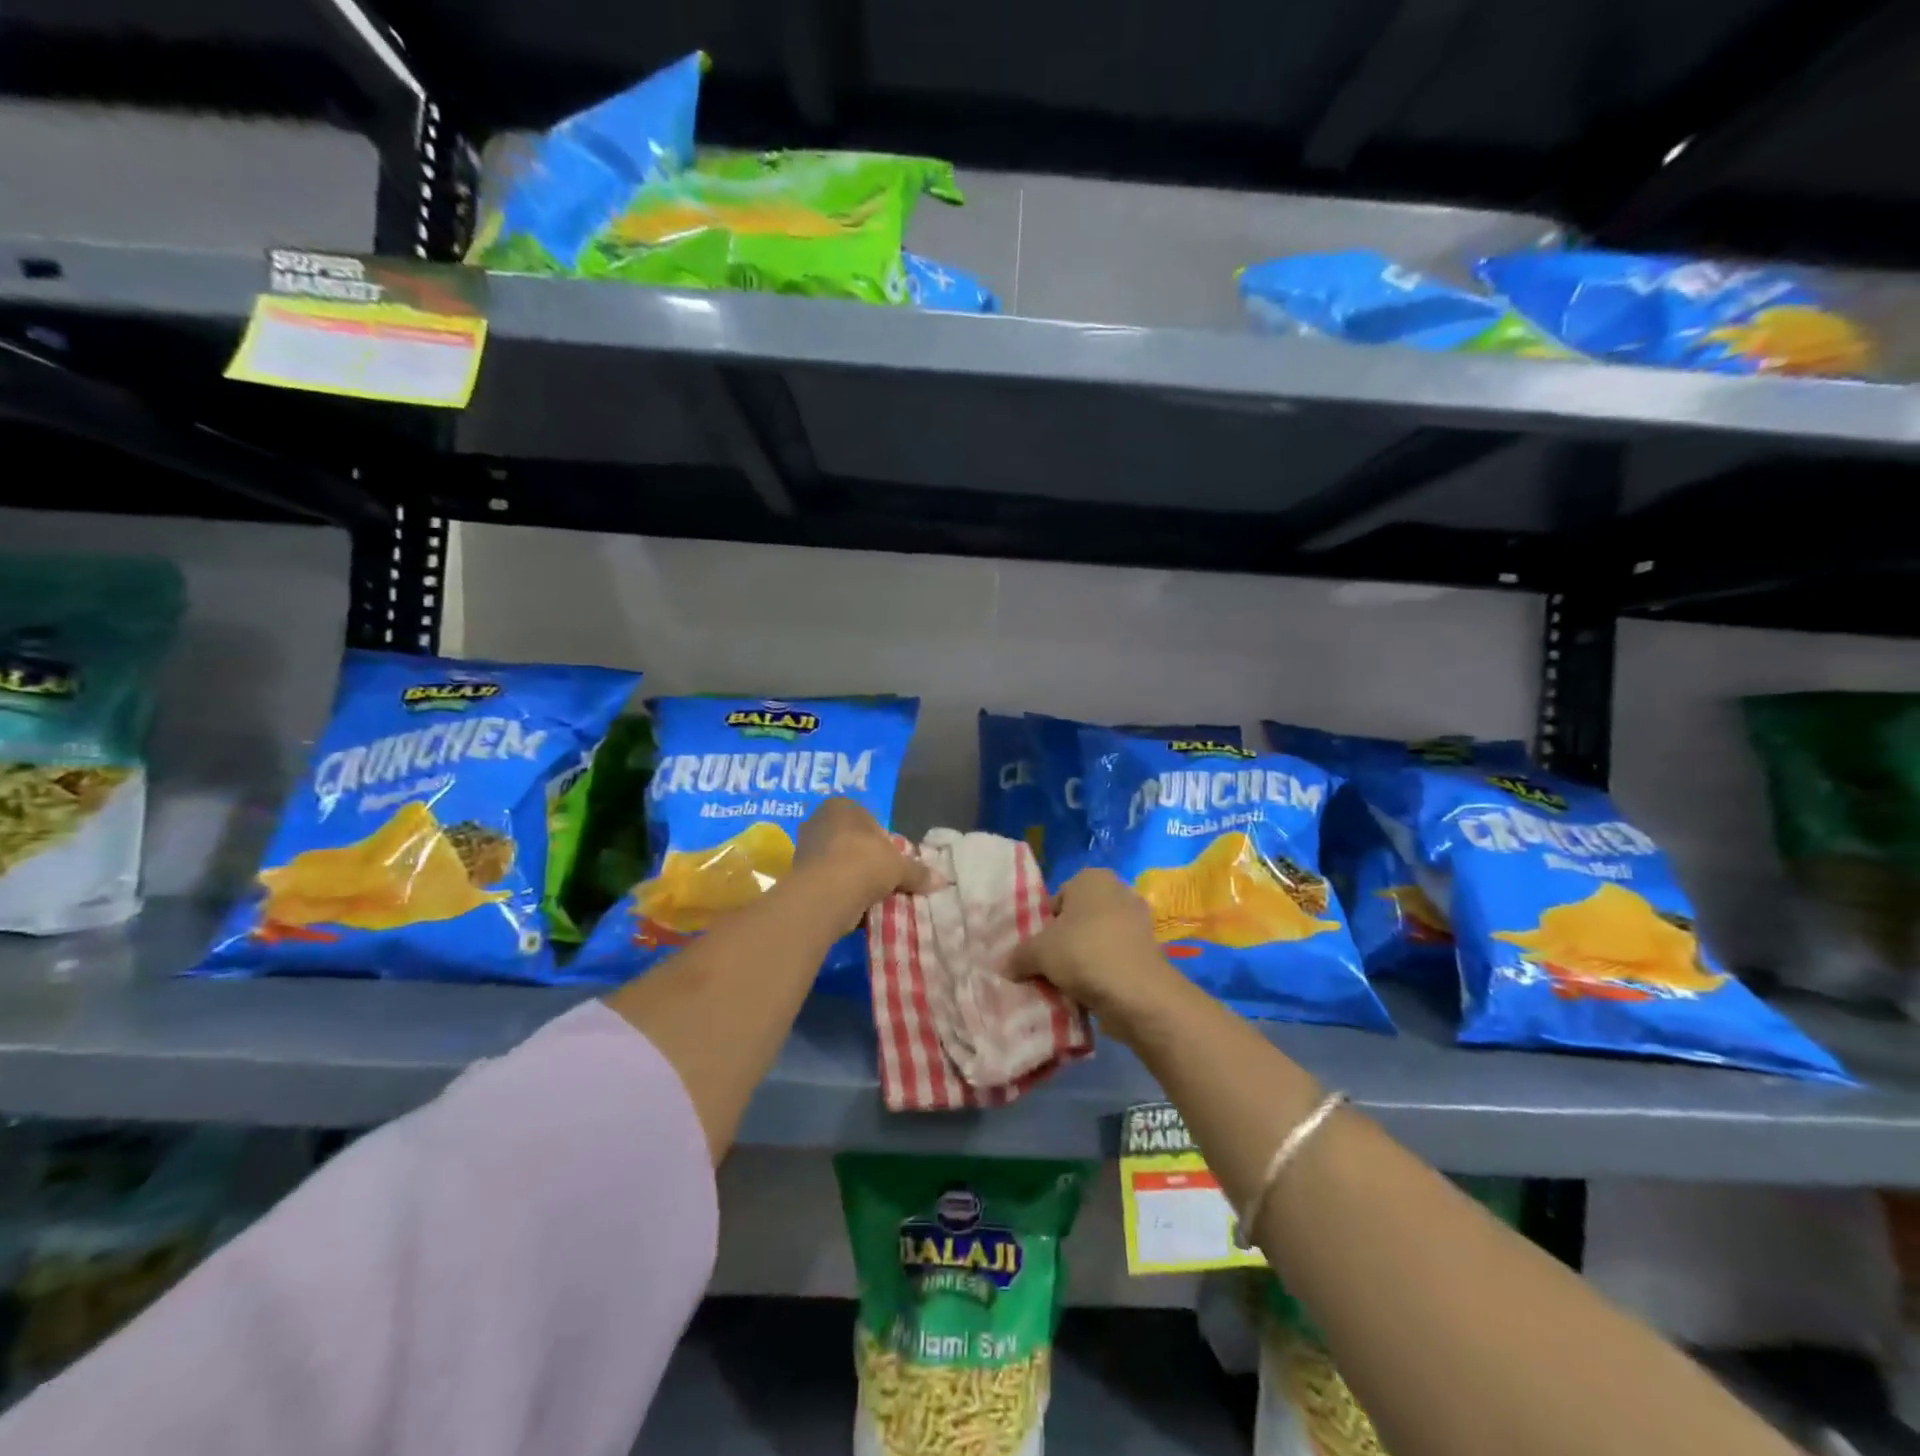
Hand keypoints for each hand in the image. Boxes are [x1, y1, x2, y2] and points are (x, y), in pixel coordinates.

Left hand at [790, 798, 941, 931]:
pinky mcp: (798, 876)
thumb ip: (918, 871)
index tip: (893, 861)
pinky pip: (828, 882)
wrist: (826, 894)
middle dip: (866, 859)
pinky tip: (854, 906)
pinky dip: (840, 892)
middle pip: (851, 841)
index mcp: (841, 806)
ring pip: (838, 863)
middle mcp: (818, 821)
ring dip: (853, 878)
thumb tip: (942, 880)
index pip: (868, 820)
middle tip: (884, 879)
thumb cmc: (864, 862)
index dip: (883, 841)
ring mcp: (805, 849)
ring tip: (871, 896)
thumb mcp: (899, 866)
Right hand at [1006, 868, 1178, 1032]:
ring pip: (1098, 940)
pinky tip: (1090, 991)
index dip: (1045, 924)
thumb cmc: (1084, 953)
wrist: (1137, 992)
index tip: (1038, 949)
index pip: (1058, 898)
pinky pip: (1116, 958)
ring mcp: (1138, 922)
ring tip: (1067, 984)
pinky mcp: (1150, 951)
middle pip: (1079, 919)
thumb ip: (1019, 955)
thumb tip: (1004, 965)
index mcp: (1092, 878)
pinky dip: (1104, 972)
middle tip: (1049, 966)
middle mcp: (1119, 891)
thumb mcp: (1039, 952)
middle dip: (1065, 941)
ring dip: (1084, 959)